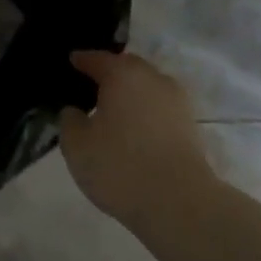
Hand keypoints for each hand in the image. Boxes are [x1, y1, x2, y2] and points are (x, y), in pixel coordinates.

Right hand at [59, 50, 216, 228]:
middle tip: (91, 88)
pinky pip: (160, 107)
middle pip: (126, 67)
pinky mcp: (190, 124)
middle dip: (110, 73)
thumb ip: (70, 120)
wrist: (179, 202)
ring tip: (114, 112)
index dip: (82, 60)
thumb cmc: (120, 166)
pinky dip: (146, 111)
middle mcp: (152, 78)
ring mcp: (176, 100)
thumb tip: (75, 110)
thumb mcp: (76, 145)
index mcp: (122, 74)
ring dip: (131, 93)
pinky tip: (136, 130)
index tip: (72, 62)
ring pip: (147, 87)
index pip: (97, 58)